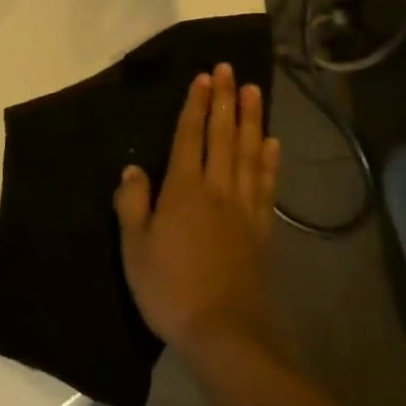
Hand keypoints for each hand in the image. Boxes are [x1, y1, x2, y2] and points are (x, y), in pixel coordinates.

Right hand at [115, 65, 281, 356]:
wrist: (225, 335)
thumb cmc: (170, 288)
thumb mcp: (134, 247)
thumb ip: (133, 204)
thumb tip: (133, 168)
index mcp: (184, 189)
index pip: (190, 136)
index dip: (196, 105)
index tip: (204, 76)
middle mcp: (217, 189)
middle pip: (223, 135)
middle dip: (226, 100)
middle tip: (231, 70)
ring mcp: (244, 209)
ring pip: (249, 153)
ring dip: (252, 120)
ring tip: (256, 92)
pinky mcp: (261, 231)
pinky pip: (266, 186)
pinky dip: (269, 161)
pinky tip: (272, 145)